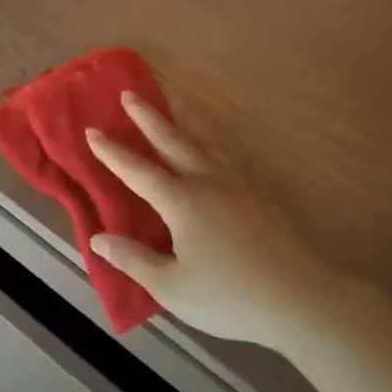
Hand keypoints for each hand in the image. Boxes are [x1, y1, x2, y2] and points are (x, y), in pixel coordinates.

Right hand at [86, 94, 376, 351]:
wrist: (299, 298)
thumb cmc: (229, 297)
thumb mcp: (171, 287)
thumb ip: (133, 260)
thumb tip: (98, 238)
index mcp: (181, 202)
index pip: (137, 170)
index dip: (112, 152)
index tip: (92, 130)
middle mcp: (208, 181)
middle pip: (173, 140)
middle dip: (147, 117)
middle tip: (129, 93)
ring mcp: (238, 183)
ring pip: (206, 140)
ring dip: (185, 118)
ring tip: (176, 101)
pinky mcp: (260, 193)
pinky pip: (229, 153)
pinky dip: (213, 139)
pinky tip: (215, 144)